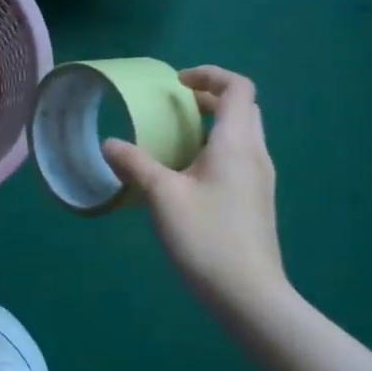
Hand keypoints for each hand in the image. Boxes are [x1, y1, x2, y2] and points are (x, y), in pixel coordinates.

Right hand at [103, 66, 288, 316]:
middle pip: (243, 108)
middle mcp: (256, 154)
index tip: (177, 84)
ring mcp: (260, 180)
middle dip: (210, 98)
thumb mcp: (162, 196)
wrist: (249, 295)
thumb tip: (110, 144)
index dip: (209, 75)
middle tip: (175, 107)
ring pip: (243, 134)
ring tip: (176, 139)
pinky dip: (216, 150)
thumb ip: (135, 164)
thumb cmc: (206, 237)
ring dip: (213, 125)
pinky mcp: (257, 201)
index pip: (237, 88)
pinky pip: (240, 158)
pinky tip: (187, 176)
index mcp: (237, 143)